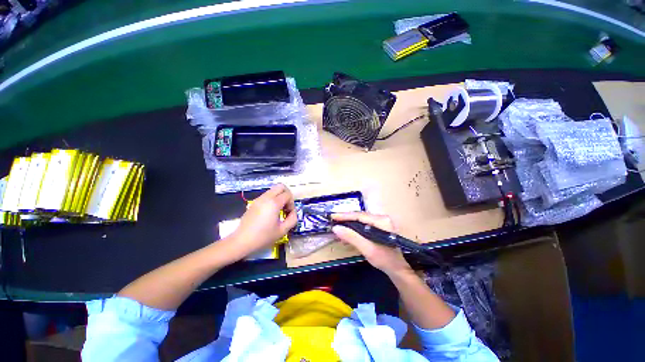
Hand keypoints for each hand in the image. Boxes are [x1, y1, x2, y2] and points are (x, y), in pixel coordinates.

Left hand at [230, 184, 296, 258]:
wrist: (242, 241)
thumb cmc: (263, 237)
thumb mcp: (282, 231)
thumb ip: (292, 219)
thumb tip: (293, 212)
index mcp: (274, 203)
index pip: (288, 194)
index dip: (292, 203)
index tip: (289, 213)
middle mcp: (266, 197)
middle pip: (281, 186)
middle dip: (287, 194)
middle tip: (286, 206)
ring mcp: (258, 199)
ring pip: (273, 190)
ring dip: (279, 197)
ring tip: (279, 210)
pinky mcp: (254, 203)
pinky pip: (267, 195)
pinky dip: (272, 199)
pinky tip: (271, 212)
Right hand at [331, 212, 411, 275]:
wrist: (398, 269)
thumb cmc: (385, 260)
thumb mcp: (367, 249)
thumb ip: (352, 237)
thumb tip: (336, 228)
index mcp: (381, 221)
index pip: (359, 215)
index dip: (345, 216)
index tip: (333, 216)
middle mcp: (381, 218)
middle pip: (359, 216)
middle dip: (346, 219)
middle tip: (333, 221)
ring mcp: (381, 222)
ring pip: (360, 220)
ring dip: (349, 224)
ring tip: (338, 228)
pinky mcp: (379, 227)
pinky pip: (363, 224)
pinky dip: (354, 228)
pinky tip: (347, 233)